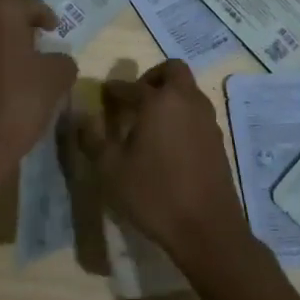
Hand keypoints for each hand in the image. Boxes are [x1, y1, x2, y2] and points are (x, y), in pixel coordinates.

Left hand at [0, 0, 77, 186]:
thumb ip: (62, 59)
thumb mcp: (56, 78)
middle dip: (19, 24)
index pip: (29, 4)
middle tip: (38, 40)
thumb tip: (56, 59)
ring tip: (19, 59)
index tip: (55, 30)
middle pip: (1, 12)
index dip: (46, 16)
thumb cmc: (17, 100)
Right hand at [71, 60, 247, 269]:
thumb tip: (81, 117)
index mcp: (159, 101)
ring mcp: (207, 120)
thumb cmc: (154, 194)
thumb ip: (93, 138)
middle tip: (134, 100)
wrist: (207, 229)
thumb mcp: (110, 169)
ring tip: (148, 123)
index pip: (130, 86)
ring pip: (188, 92)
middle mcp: (187, 101)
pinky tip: (167, 144)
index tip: (102, 97)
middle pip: (173, 71)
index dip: (113, 90)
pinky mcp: (218, 141)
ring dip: (169, 96)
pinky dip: (182, 116)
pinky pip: (197, 114)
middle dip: (151, 78)